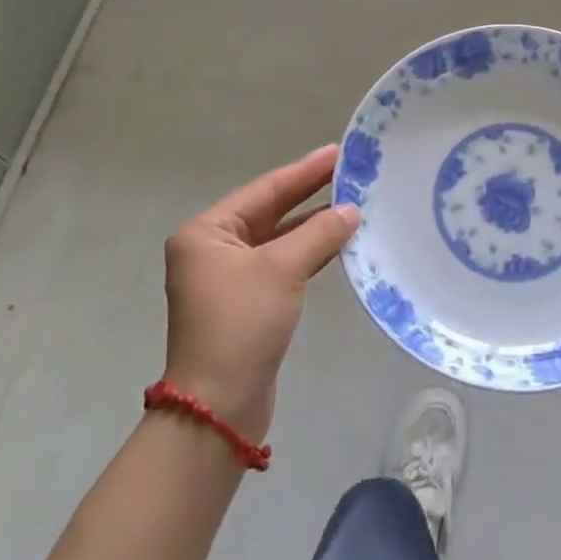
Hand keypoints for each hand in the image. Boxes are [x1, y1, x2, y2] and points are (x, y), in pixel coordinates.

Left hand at [161, 146, 360, 440]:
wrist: (218, 408)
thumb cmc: (241, 324)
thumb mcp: (282, 269)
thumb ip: (319, 233)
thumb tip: (352, 210)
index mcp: (207, 233)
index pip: (264, 190)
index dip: (304, 171)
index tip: (338, 151)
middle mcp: (212, 250)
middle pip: (270, 211)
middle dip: (310, 193)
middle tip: (350, 172)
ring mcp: (228, 278)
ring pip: (278, 239)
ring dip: (313, 224)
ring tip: (353, 203)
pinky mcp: (246, 303)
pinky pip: (282, 264)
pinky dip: (309, 252)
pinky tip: (338, 242)